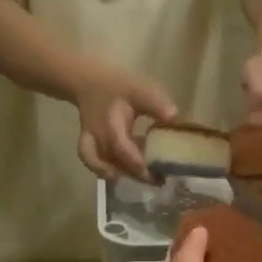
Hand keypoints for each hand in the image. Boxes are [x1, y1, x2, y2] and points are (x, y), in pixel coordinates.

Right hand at [75, 66, 175, 183]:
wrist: (88, 81)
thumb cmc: (119, 86)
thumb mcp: (140, 90)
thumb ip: (156, 104)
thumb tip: (174, 118)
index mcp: (112, 122)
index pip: (122, 147)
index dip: (139, 163)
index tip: (159, 173)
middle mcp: (99, 135)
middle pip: (115, 161)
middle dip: (137, 173)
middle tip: (159, 180)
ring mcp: (90, 141)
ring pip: (102, 164)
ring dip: (123, 173)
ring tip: (145, 179)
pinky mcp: (87, 144)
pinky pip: (90, 161)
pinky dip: (102, 170)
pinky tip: (118, 176)